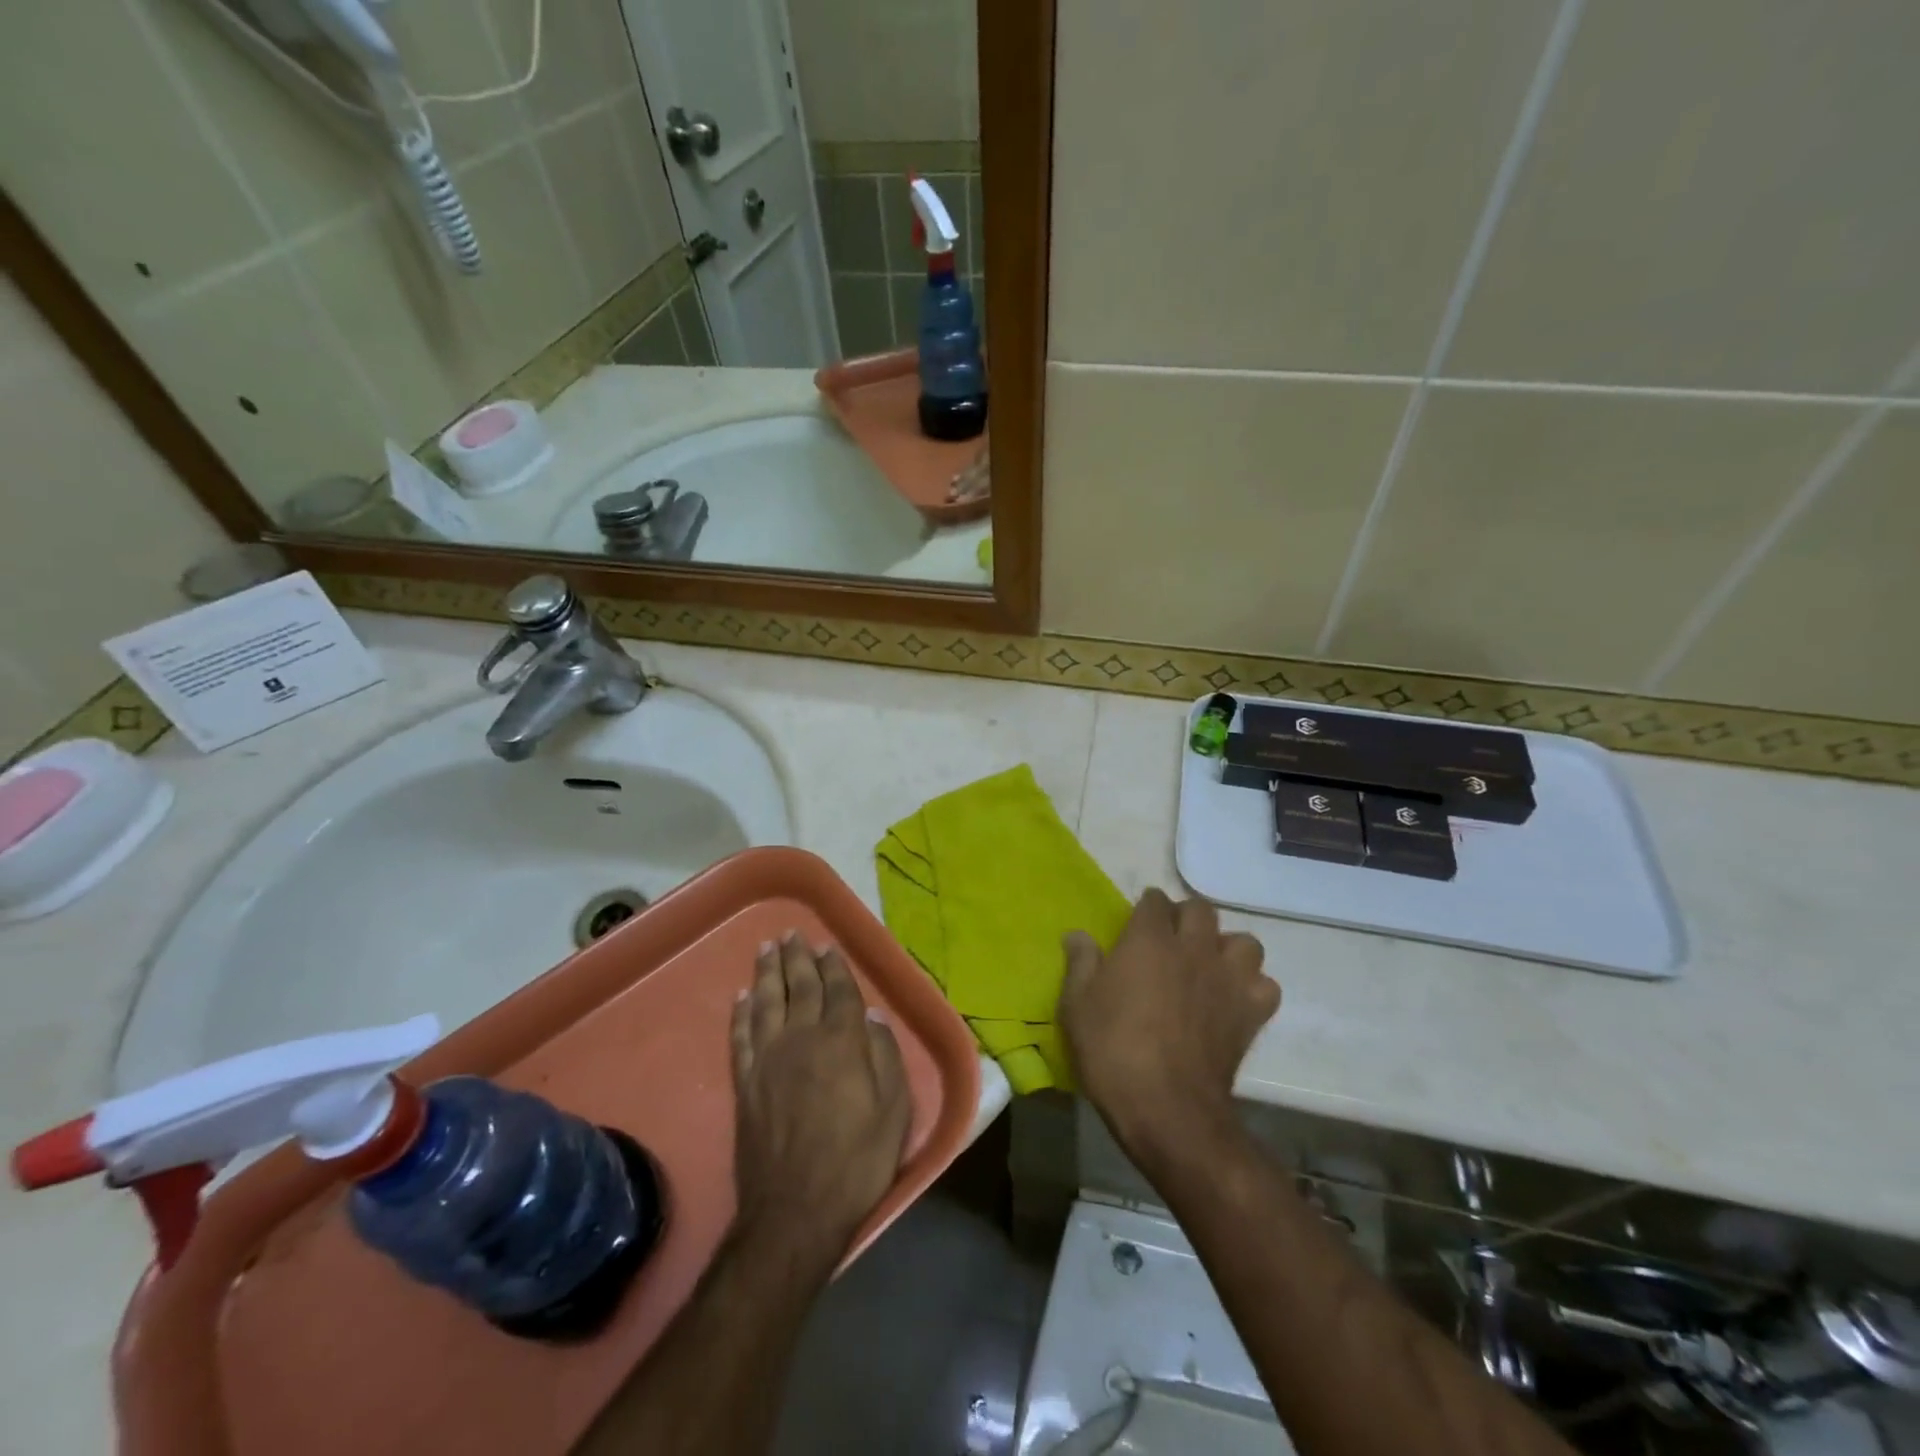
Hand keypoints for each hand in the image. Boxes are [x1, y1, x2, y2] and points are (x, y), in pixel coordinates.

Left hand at [730, 935, 911, 1265]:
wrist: (795, 1212)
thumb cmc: (856, 1161)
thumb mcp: (894, 1111)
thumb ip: (885, 1056)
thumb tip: (873, 1017)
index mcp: (841, 1042)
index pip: (839, 991)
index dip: (834, 966)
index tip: (827, 946)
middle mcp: (802, 1039)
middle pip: (799, 987)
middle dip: (797, 958)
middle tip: (792, 933)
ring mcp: (768, 1060)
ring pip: (766, 1002)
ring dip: (766, 972)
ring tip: (766, 948)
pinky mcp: (744, 1083)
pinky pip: (740, 1036)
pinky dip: (741, 1013)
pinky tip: (742, 997)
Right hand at [1059, 889, 1278, 1163]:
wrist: (1167, 1108)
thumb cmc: (1113, 1051)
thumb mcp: (1077, 1005)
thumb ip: (1081, 963)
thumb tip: (1077, 935)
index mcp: (1149, 940)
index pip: (1154, 900)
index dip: (1146, 908)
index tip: (1136, 924)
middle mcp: (1194, 948)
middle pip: (1201, 910)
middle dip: (1185, 918)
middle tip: (1169, 941)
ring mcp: (1228, 979)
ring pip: (1244, 942)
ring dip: (1227, 949)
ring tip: (1208, 967)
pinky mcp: (1251, 1013)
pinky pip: (1265, 985)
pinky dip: (1252, 988)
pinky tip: (1233, 1001)